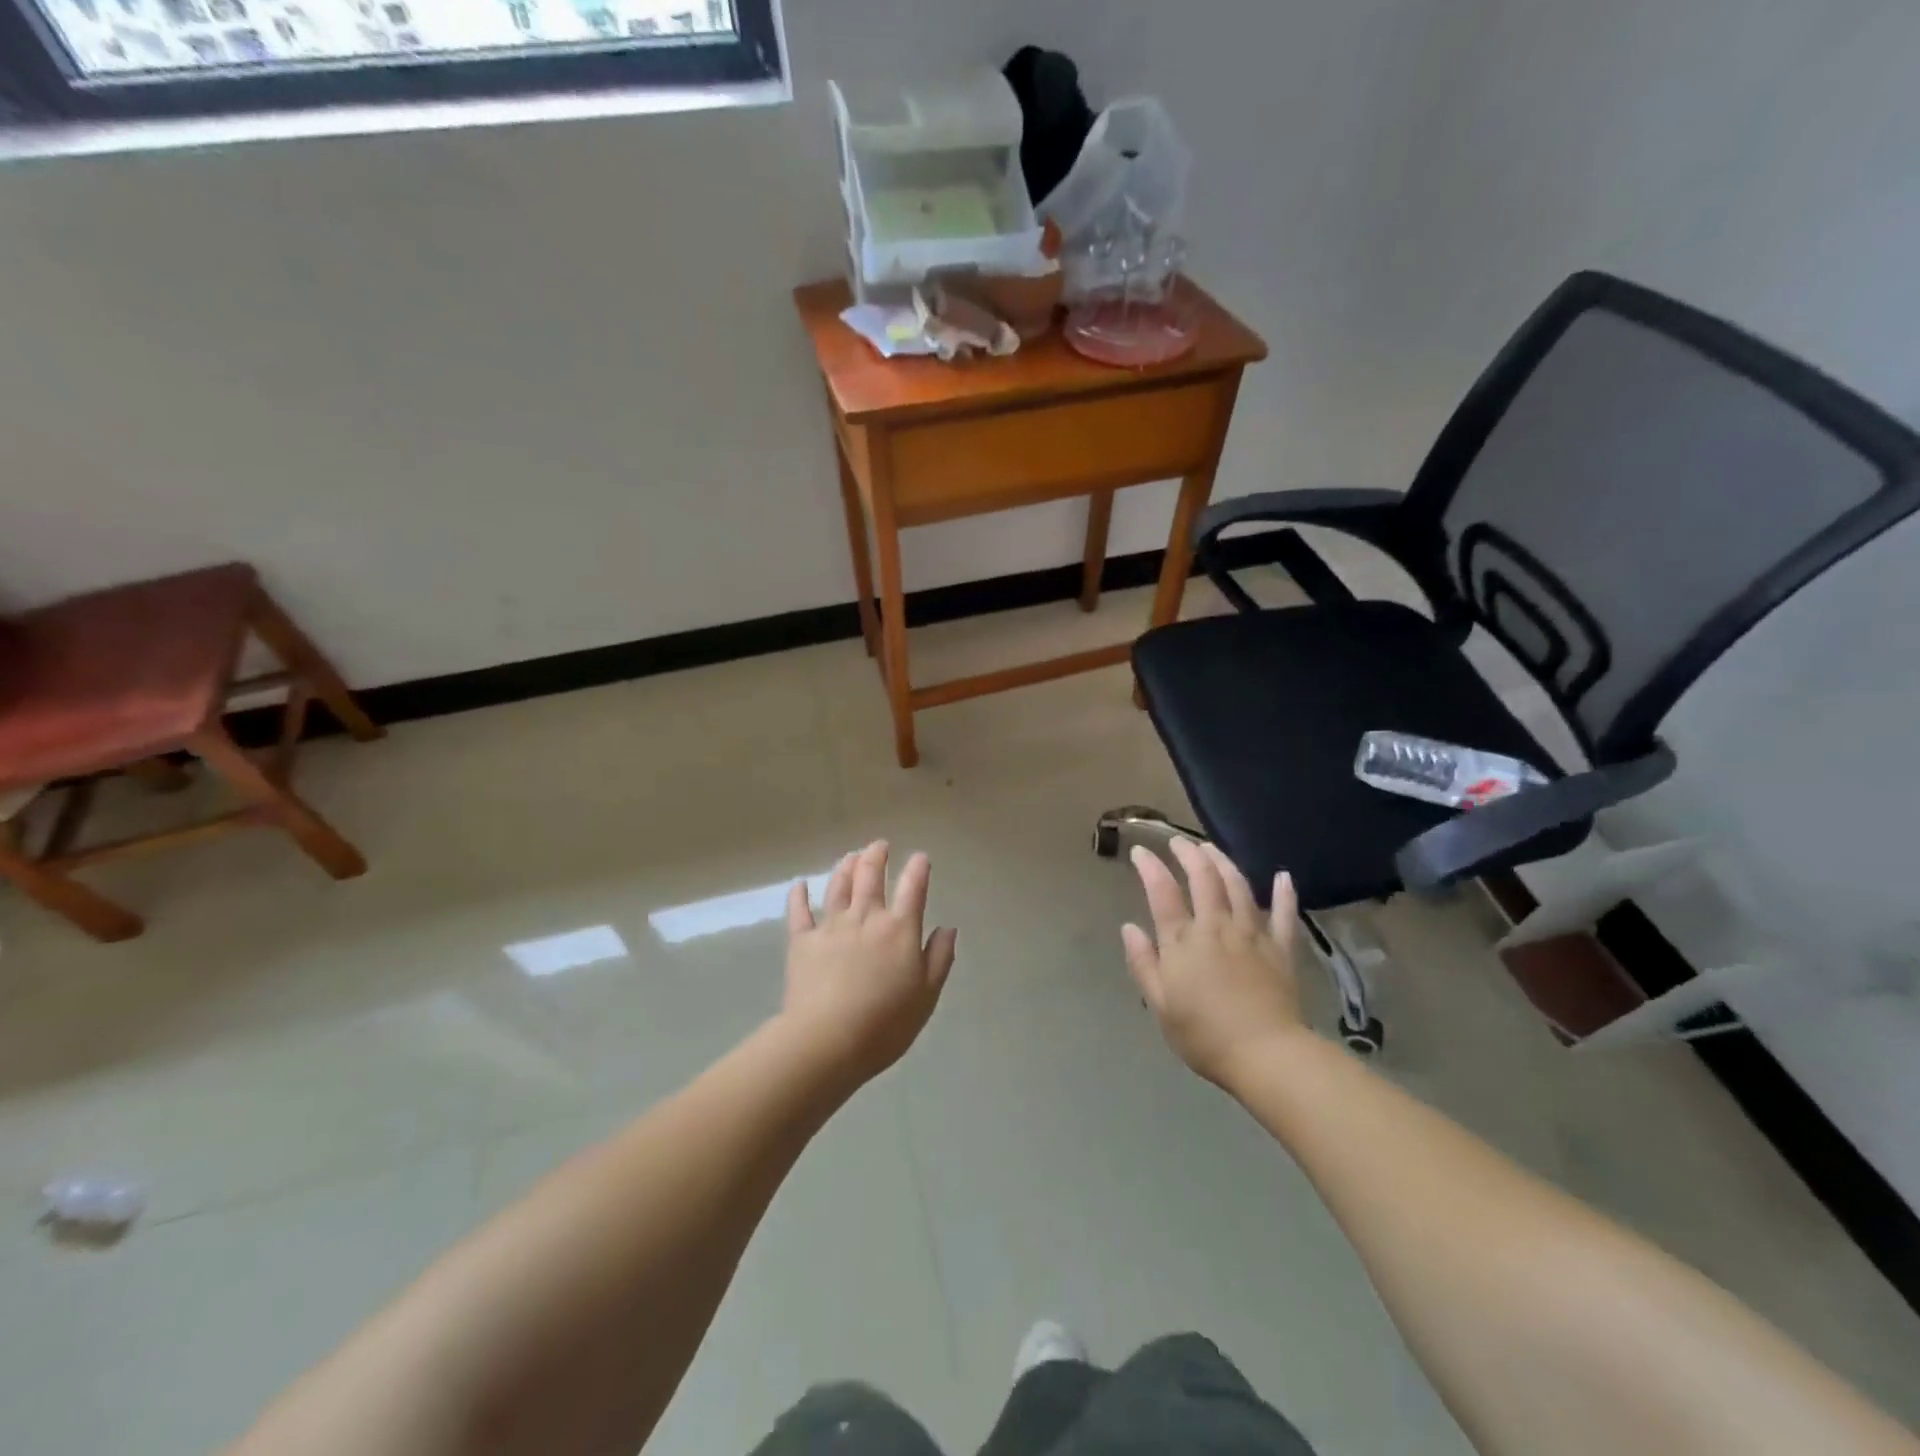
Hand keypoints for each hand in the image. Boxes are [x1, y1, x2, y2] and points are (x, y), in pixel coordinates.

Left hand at [782, 841, 957, 1085]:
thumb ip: (939, 958)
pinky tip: (799, 885)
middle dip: (877, 856)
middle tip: (879, 845)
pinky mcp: (802, 941)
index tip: (920, 857)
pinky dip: (799, 895)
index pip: (913, 889)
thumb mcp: (926, 995)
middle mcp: (866, 917)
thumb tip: (948, 928)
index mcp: (900, 929)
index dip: (918, 869)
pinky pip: (799, 912)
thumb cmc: (885, 1023)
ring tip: (850, 856)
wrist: (827, 1039)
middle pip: (871, 876)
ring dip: (845, 867)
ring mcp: (831, 926)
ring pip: (838, 886)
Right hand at [1122, 837, 1306, 1087]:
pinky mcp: (1280, 949)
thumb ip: (1143, 963)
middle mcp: (1216, 927)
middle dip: (1189, 854)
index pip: (1162, 892)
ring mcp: (1252, 935)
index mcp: (1183, 941)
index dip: (1150, 867)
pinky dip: (1284, 894)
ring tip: (1212, 848)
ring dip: (1224, 862)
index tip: (1140, 851)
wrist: (1265, 1055)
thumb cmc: (1204, 1035)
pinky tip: (1283, 876)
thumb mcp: (1160, 1005)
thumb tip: (1129, 928)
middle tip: (1178, 841)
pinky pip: (1283, 915)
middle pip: (1203, 879)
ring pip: (1238, 886)